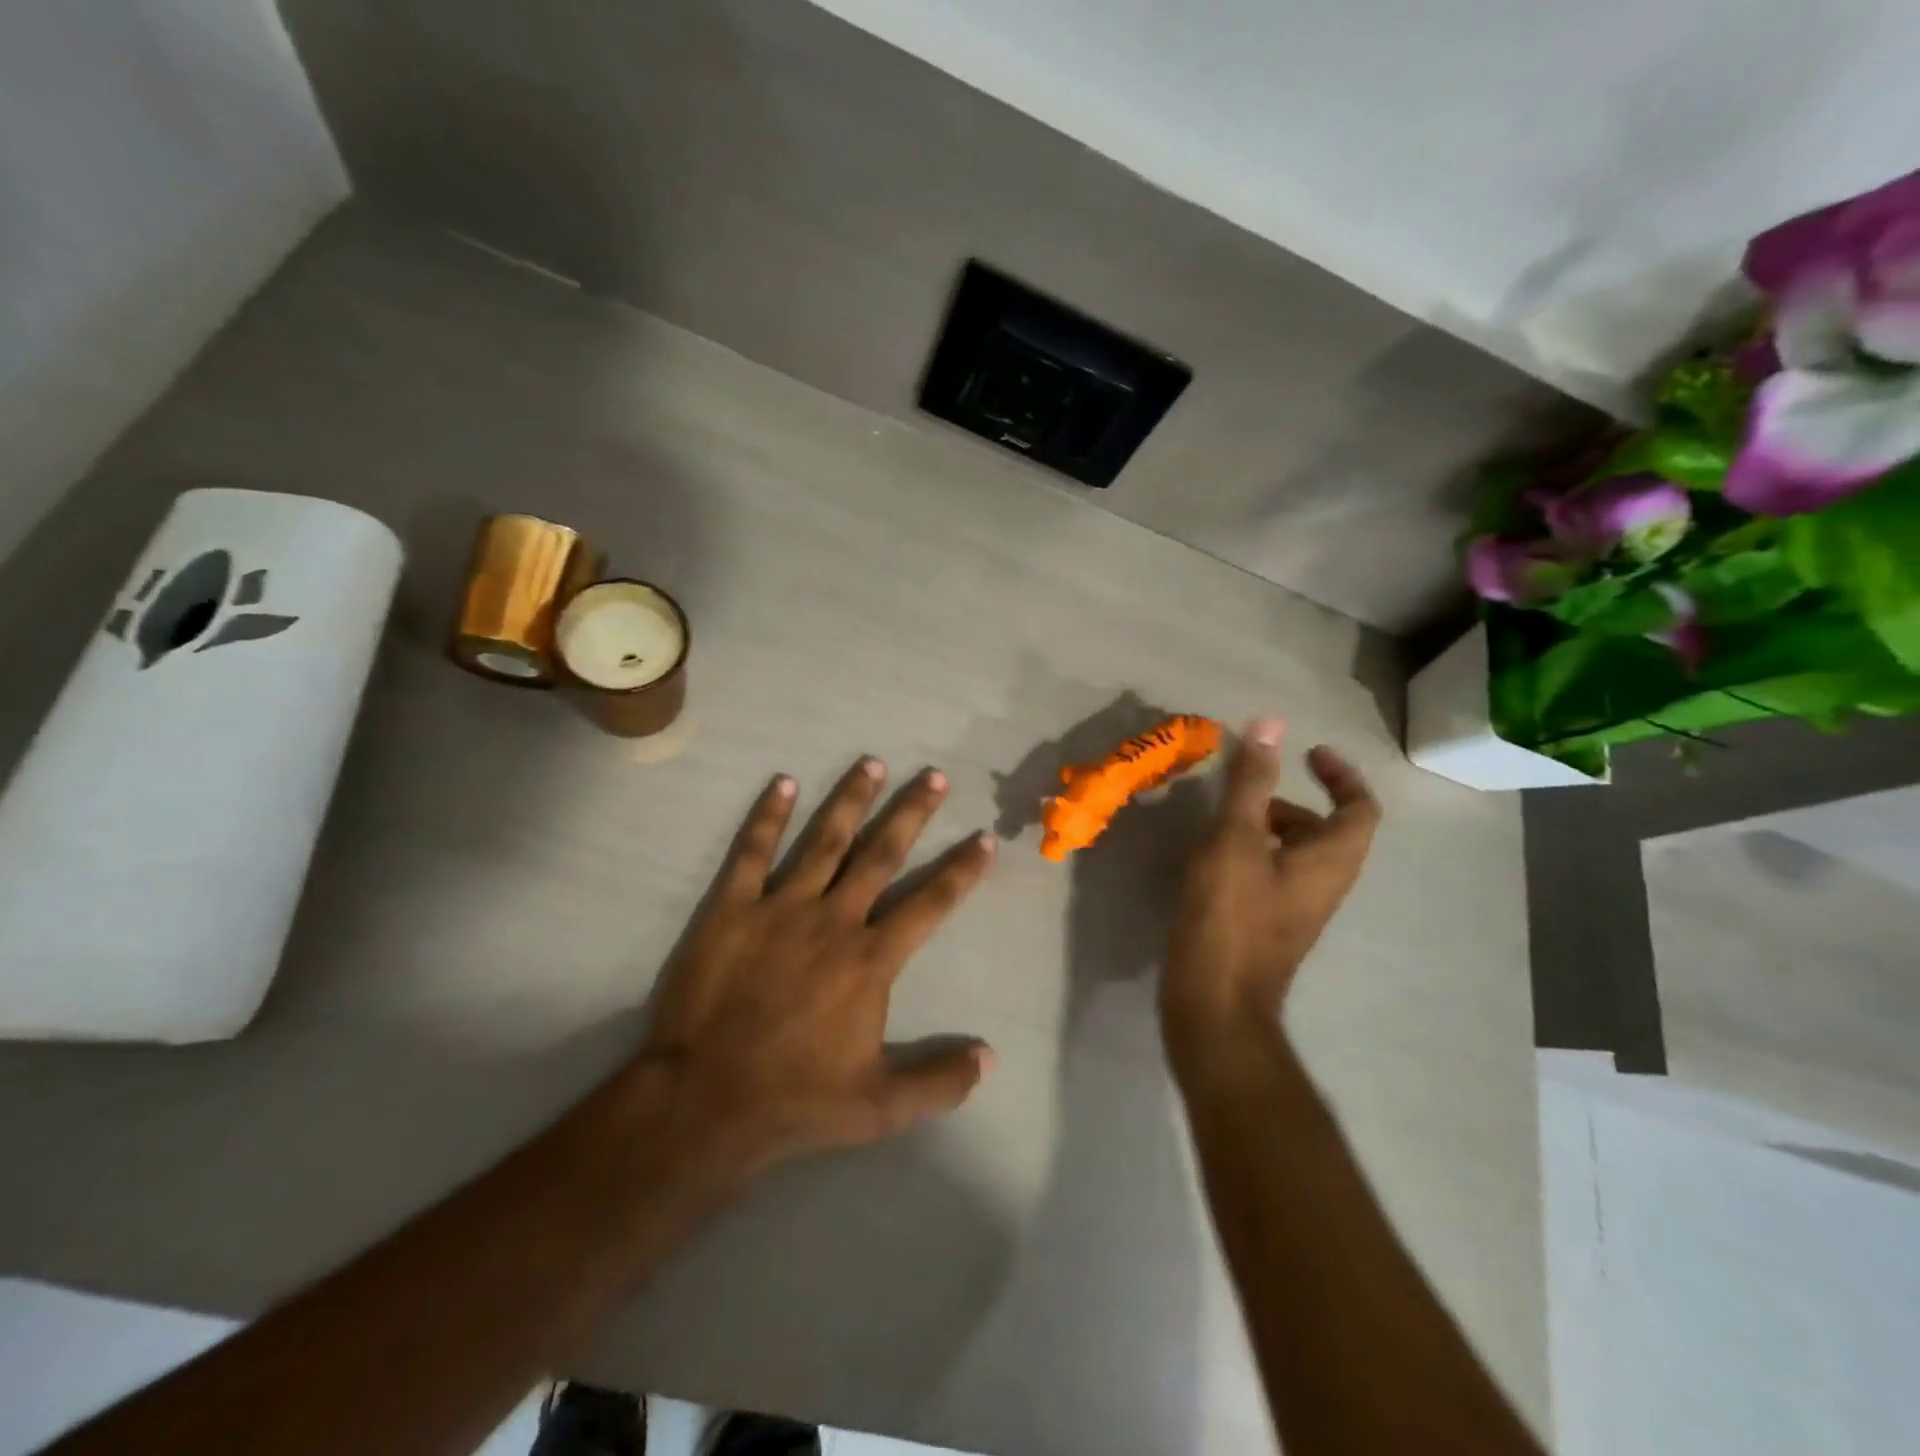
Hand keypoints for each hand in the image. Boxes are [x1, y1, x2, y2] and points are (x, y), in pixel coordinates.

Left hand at [627, 759, 996, 1182]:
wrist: (705, 1101)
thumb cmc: (796, 1101)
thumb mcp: (880, 1107)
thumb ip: (940, 1080)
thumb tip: (991, 1058)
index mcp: (870, 960)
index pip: (930, 904)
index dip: (960, 871)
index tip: (983, 838)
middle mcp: (833, 920)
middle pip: (881, 855)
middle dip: (911, 813)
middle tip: (934, 776)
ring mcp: (780, 908)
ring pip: (824, 841)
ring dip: (850, 800)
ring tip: (872, 763)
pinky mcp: (732, 909)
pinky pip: (753, 852)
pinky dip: (768, 816)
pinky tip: (782, 782)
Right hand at [1162, 720, 1379, 1073]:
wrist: (1215, 1002)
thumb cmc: (1228, 916)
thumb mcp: (1234, 839)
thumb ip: (1250, 782)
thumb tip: (1270, 724)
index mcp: (1330, 860)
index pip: (1360, 807)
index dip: (1341, 774)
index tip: (1308, 753)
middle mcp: (1324, 884)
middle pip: (1325, 830)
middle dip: (1288, 801)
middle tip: (1244, 791)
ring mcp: (1297, 909)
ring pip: (1295, 854)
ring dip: (1266, 827)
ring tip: (1218, 822)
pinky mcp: (1270, 926)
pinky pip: (1273, 876)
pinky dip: (1252, 854)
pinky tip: (1209, 859)